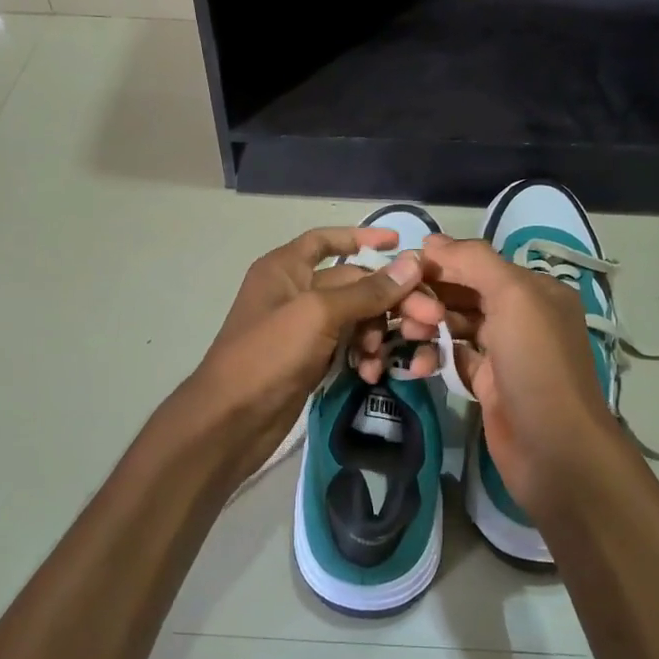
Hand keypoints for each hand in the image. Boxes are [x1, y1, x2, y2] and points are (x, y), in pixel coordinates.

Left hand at [188, 227, 426, 479]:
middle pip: (353, 283)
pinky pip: (347, 346)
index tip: (398, 242)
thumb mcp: (319, 314)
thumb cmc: (268, 354)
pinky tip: (372, 373)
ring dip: (377, 332)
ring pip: (354, 318)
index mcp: (285, 268)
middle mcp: (294, 291)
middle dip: (388, 299)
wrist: (230, 421)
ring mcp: (302, 328)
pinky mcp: (310, 360)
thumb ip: (367, 290)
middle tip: (428, 318)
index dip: (361, 237)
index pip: (326, 240)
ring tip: (388, 355)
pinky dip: (363, 355)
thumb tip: (413, 263)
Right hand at [403, 234, 629, 514]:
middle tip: (400, 308)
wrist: (555, 450)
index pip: (479, 264)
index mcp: (534, 290)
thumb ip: (473, 262)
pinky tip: (414, 363)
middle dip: (431, 296)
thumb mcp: (513, 297)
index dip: (441, 263)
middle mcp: (521, 316)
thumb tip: (430, 241)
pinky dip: (433, 356)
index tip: (402, 270)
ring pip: (456, 325)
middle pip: (465, 293)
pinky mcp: (488, 383)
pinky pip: (453, 357)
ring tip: (405, 334)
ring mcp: (504, 352)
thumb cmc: (536, 364)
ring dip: (428, 325)